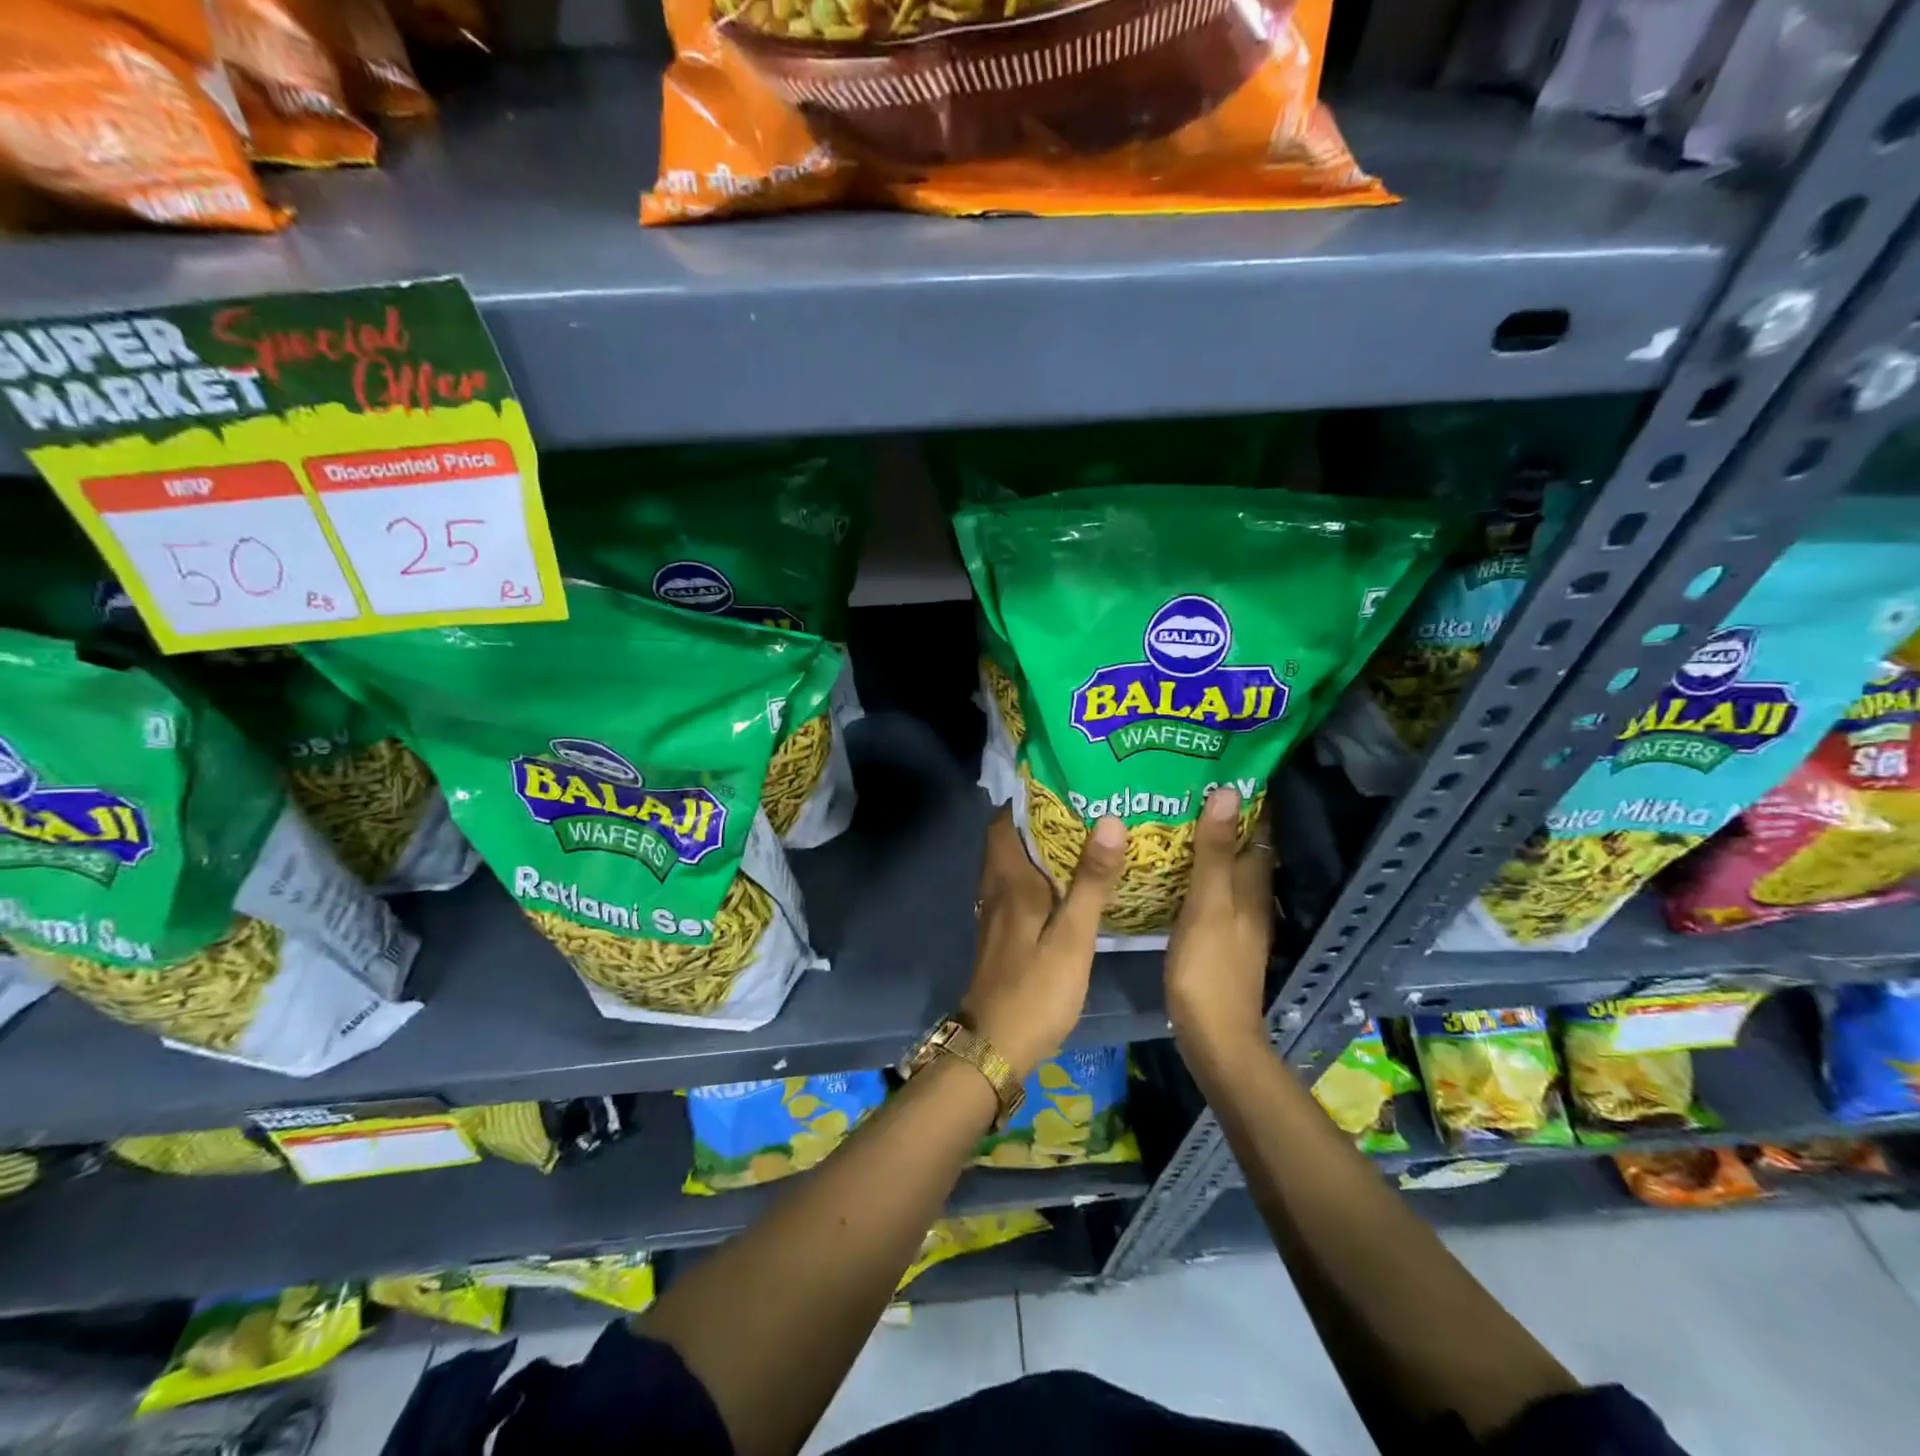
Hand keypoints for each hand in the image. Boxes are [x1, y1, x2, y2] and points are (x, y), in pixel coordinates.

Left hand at [961, 807, 1125, 1078]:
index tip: (1065, 780)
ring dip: (1041, 846)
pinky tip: (1070, 882)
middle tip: (1086, 803)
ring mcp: (996, 911)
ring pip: (1015, 862)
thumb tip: (1108, 819)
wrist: (995, 1047)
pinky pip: (1019, 886)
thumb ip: (1090, 881)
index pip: (1005, 819)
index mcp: (1010, 879)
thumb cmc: (1035, 989)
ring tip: (1085, 834)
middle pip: (1011, 837)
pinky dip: (1041, 873)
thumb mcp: (1072, 937)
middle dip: (1041, 817)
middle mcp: (996, 887)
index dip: (1029, 797)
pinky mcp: (1003, 932)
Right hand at [1165, 787, 1274, 1055]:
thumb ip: (1214, 852)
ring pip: (1227, 869)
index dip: (1249, 799)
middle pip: (1243, 847)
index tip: (1222, 767)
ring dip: (1209, 843)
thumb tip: (1227, 792)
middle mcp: (1252, 898)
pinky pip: (1212, 890)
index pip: (1259, 830)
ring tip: (1174, 816)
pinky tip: (1172, 868)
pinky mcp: (1219, 936)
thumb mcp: (1207, 904)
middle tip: (1188, 786)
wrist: (1214, 1035)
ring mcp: (1236, 919)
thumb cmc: (1209, 968)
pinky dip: (1198, 871)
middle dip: (1223, 816)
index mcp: (1254, 886)